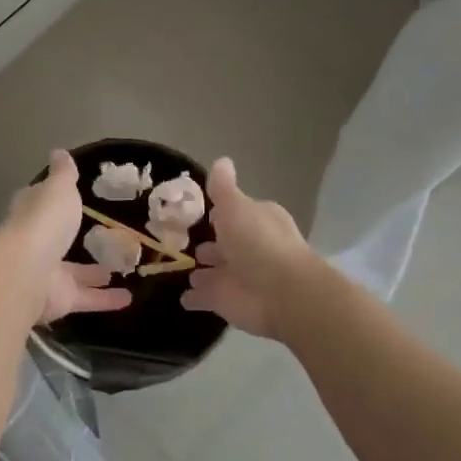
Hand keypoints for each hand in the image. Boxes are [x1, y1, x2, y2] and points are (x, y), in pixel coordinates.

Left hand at [0, 150, 133, 325]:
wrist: (27, 272)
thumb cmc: (43, 221)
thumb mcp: (58, 188)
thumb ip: (63, 174)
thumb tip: (58, 151)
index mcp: (31, 213)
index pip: (41, 202)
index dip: (53, 200)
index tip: (71, 197)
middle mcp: (36, 243)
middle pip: (56, 239)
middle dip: (72, 238)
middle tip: (103, 236)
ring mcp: (47, 273)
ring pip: (74, 272)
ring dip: (94, 273)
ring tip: (121, 268)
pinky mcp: (60, 299)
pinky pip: (87, 298)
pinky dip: (106, 299)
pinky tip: (129, 298)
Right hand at [179, 158, 316, 337]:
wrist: (280, 293)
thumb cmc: (258, 242)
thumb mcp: (236, 206)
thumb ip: (223, 188)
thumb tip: (222, 160)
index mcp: (256, 220)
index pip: (236, 213)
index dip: (219, 212)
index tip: (197, 211)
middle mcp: (249, 247)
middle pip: (226, 243)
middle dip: (209, 243)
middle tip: (181, 240)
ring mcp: (237, 276)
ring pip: (215, 271)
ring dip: (202, 271)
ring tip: (180, 267)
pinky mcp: (227, 301)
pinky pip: (205, 297)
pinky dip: (195, 297)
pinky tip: (182, 297)